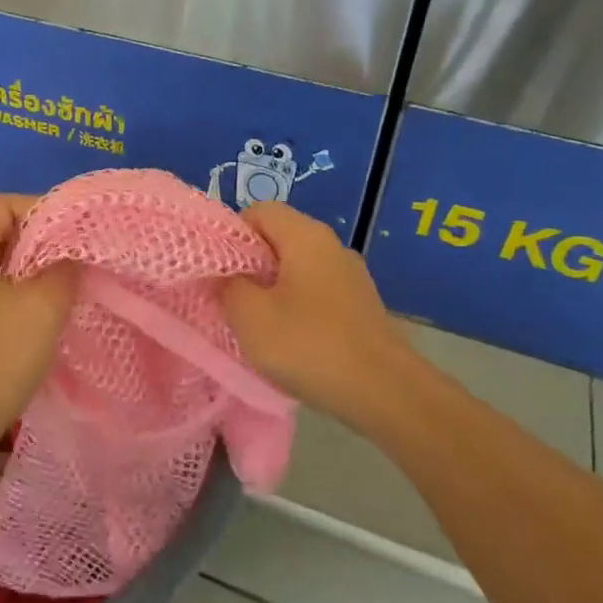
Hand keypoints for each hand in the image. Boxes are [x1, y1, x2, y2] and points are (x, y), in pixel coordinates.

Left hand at [0, 195, 75, 468]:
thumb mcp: (39, 309)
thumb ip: (64, 271)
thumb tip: (75, 253)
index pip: (4, 205)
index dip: (44, 208)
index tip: (83, 230)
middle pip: (6, 238)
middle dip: (48, 245)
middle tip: (88, 261)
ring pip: (7, 275)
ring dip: (42, 280)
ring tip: (79, 292)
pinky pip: (2, 306)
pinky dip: (30, 307)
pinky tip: (55, 325)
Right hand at [222, 203, 418, 428]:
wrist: (385, 392)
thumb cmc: (310, 346)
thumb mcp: (250, 317)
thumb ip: (229, 286)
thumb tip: (229, 275)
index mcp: (306, 236)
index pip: (258, 211)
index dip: (231, 235)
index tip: (217, 272)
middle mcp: (331, 246)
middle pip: (278, 239)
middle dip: (248, 266)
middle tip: (229, 300)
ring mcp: (350, 276)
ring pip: (296, 269)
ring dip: (271, 291)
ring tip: (256, 325)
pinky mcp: (359, 306)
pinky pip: (315, 293)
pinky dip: (296, 308)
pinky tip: (290, 341)